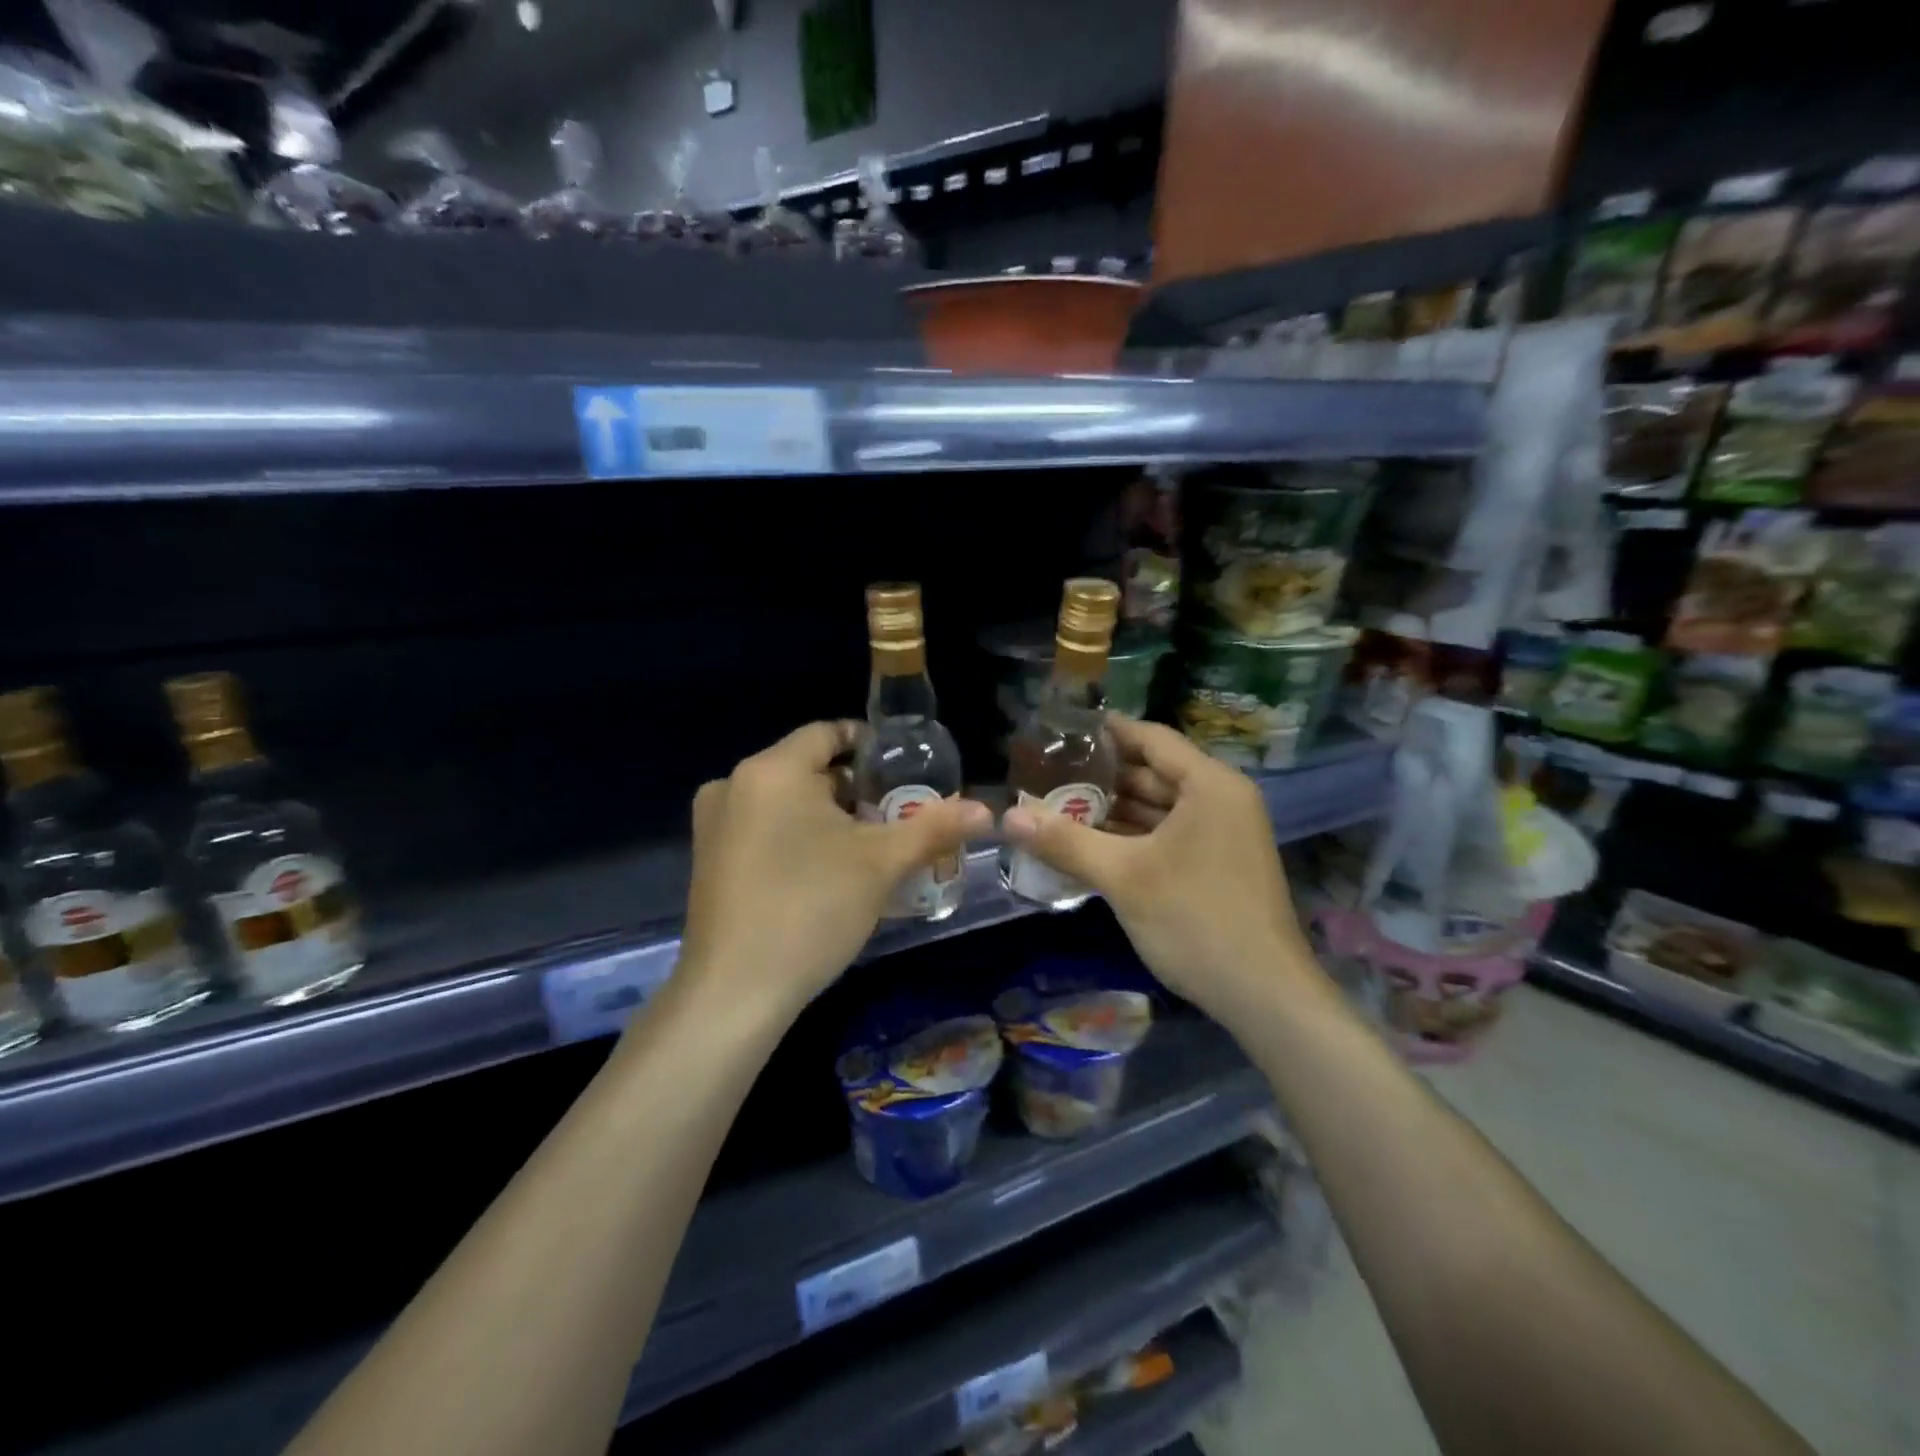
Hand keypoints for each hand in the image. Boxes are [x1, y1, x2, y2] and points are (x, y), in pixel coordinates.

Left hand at [680, 722, 992, 1011]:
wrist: (735, 992)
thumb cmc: (811, 908)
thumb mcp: (881, 864)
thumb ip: (934, 827)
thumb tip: (985, 810)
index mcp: (772, 770)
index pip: (828, 733)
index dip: (871, 746)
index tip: (905, 770)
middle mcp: (733, 784)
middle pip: (808, 770)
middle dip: (855, 790)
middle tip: (896, 816)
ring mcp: (714, 824)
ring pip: (785, 802)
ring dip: (828, 817)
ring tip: (870, 848)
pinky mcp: (708, 860)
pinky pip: (762, 830)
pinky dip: (797, 838)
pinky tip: (826, 874)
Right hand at [1001, 717, 1320, 1020]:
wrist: (1264, 996)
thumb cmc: (1195, 920)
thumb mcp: (1123, 877)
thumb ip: (1065, 842)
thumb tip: (1006, 819)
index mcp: (1210, 785)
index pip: (1151, 738)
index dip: (1106, 732)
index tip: (1060, 732)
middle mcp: (1222, 799)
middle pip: (1154, 772)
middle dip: (1102, 776)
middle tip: (1048, 775)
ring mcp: (1224, 834)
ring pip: (1160, 807)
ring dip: (1115, 809)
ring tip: (1060, 807)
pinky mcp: (1220, 864)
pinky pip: (1171, 834)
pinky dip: (1135, 836)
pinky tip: (1094, 844)